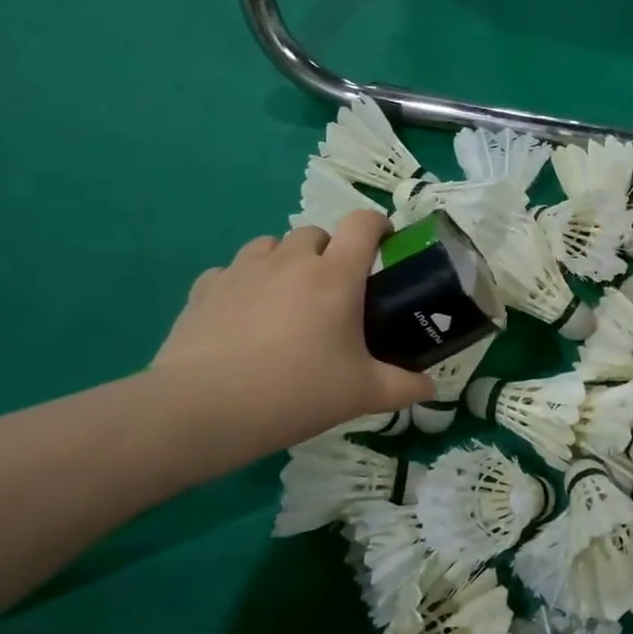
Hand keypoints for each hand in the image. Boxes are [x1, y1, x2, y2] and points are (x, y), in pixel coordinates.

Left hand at [151, 213, 434, 457]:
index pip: (363, 223)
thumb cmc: (295, 393)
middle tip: (334, 291)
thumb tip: (430, 389)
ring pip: (271, 245)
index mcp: (335, 276)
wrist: (202, 410)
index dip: (378, 225)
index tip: (385, 244)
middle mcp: (291, 261)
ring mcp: (243, 271)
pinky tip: (244, 315)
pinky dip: (244, 282)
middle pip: (316, 233)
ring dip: (286, 261)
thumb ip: (403, 387)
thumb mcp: (361, 394)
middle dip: (330, 252)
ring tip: (287, 299)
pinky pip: (231, 271)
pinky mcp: (204, 289)